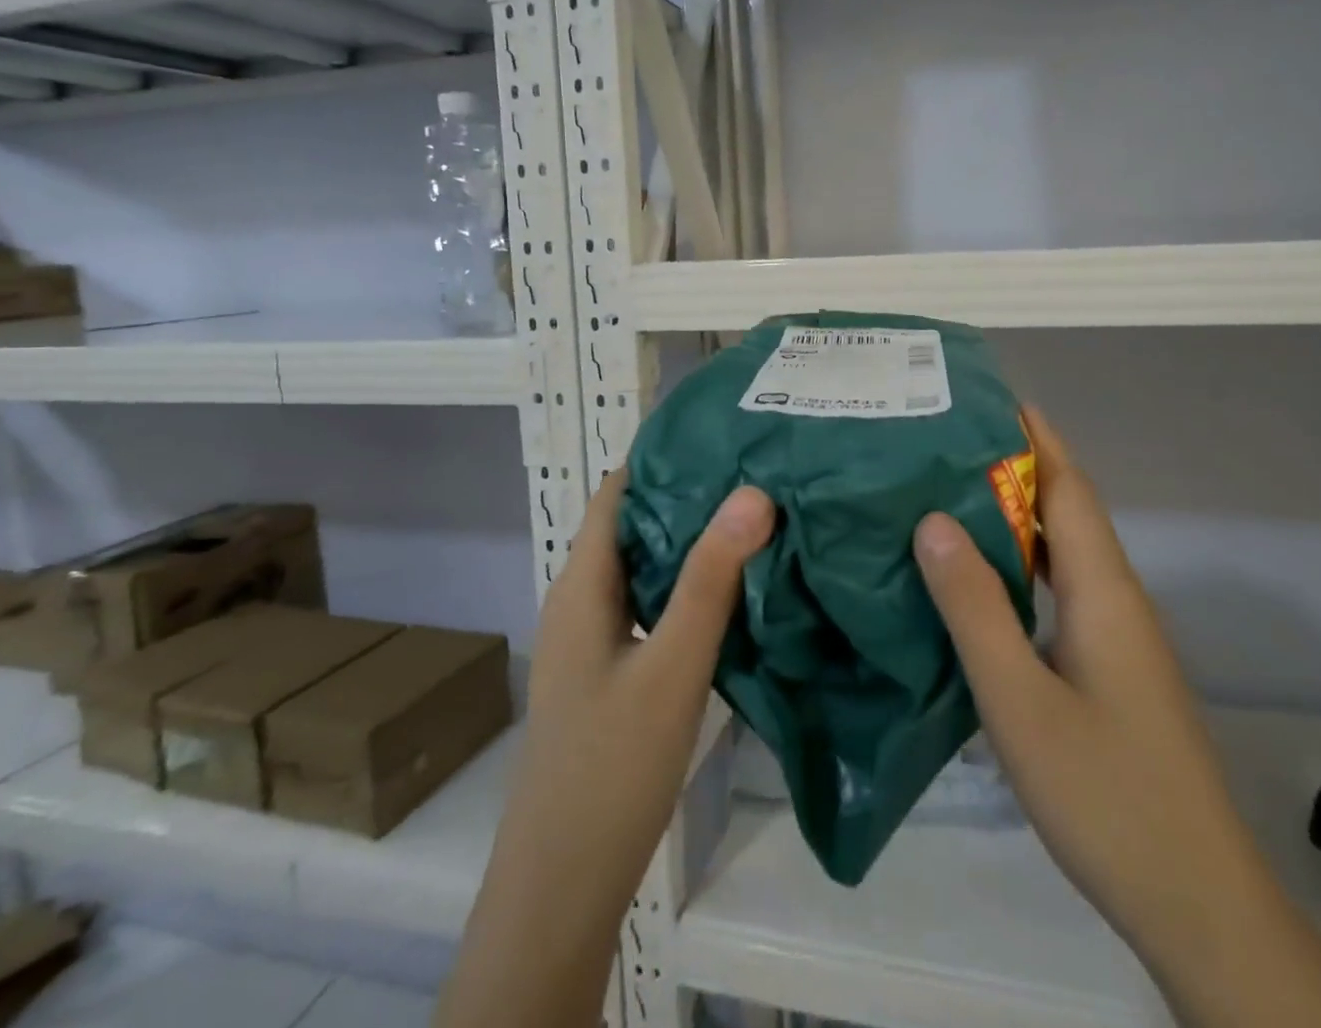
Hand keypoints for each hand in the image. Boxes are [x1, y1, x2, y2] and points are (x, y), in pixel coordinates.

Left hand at [435, 471, 774, 1027]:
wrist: (562, 884)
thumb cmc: (611, 767)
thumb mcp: (672, 667)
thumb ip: (711, 580)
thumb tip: (752, 492)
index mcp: (583, 583)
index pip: (617, 491)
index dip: (663, 455)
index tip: (724, 435)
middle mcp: (583, 598)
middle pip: (635, 522)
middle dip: (690, 491)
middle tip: (758, 468)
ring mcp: (596, 637)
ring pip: (647, 564)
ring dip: (693, 538)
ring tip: (757, 514)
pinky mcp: (612, 668)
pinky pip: (652, 602)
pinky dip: (688, 581)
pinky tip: (735, 587)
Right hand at [913, 409, 1320, 1027]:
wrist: (1195, 900)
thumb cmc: (1104, 793)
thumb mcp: (1019, 699)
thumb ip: (975, 607)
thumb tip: (932, 520)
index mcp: (1102, 589)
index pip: (1067, 486)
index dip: (1033, 437)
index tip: (987, 399)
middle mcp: (1116, 597)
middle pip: (1066, 509)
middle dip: (1014, 466)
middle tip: (944, 443)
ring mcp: (1117, 635)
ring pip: (1063, 551)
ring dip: (1015, 515)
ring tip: (947, 494)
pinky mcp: (1110, 666)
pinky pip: (1060, 589)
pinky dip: (1020, 564)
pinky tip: (979, 578)